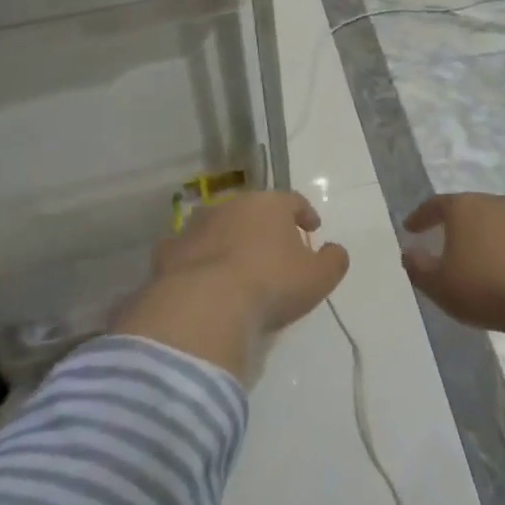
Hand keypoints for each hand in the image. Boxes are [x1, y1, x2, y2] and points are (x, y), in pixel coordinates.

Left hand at [154, 191, 350, 330]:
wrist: (204, 304)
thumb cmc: (270, 284)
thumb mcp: (318, 277)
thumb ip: (334, 260)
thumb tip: (335, 250)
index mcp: (269, 204)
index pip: (293, 201)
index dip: (305, 214)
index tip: (312, 229)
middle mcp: (231, 205)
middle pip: (254, 210)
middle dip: (266, 227)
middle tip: (276, 250)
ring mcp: (195, 225)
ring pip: (219, 226)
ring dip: (230, 240)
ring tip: (238, 266)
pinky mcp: (169, 250)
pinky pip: (188, 250)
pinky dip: (197, 259)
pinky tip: (202, 278)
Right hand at [400, 193, 504, 337]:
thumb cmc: (485, 288)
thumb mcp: (439, 285)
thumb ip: (418, 267)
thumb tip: (409, 252)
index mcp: (465, 208)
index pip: (435, 205)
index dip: (420, 217)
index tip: (410, 229)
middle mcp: (496, 203)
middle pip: (469, 209)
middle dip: (455, 224)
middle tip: (444, 240)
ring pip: (497, 222)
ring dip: (485, 237)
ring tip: (478, 258)